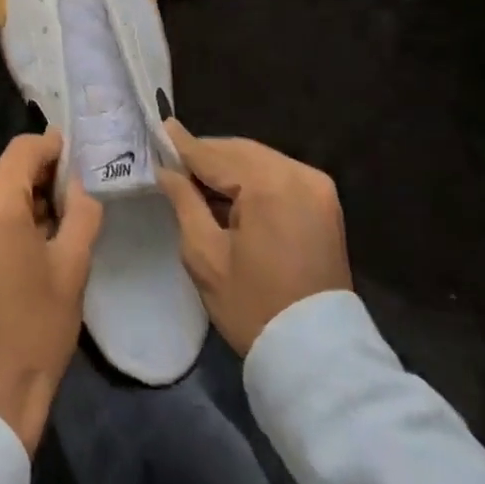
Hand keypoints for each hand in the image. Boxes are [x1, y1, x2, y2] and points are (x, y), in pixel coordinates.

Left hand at [0, 130, 102, 451]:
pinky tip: (23, 239)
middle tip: (72, 198)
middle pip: (6, 169)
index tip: (77, 159)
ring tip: (52, 224)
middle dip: (39, 178)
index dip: (54, 148)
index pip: (25, 149)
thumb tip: (78, 180)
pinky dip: (0, 213)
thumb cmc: (37, 327)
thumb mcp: (73, 265)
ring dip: (20, 197)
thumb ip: (81, 209)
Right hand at [157, 120, 350, 354]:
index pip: (214, 155)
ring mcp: (317, 187)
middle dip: (206, 155)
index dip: (183, 145)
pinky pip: (278, 174)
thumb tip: (167, 170)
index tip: (160, 128)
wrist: (319, 355)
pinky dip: (251, 178)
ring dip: (228, 166)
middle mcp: (298, 174)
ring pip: (258, 159)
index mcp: (269, 185)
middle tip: (173, 162)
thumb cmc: (254, 306)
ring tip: (197, 180)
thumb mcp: (205, 255)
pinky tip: (229, 194)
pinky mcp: (325, 203)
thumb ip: (184, 202)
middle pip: (239, 151)